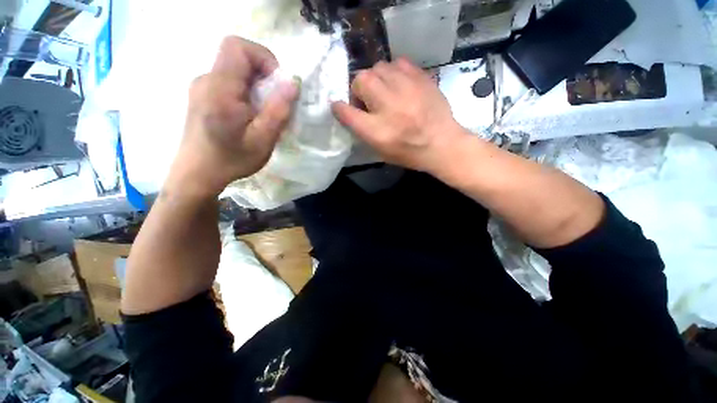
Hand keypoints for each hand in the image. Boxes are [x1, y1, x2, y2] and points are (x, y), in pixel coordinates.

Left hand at [166, 36, 298, 199]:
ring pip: (235, 71)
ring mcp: (202, 86)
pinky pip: (229, 82)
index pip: (238, 46)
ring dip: (256, 87)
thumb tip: (293, 82)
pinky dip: (246, 93)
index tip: (277, 84)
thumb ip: (278, 110)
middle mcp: (206, 79)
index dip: (263, 57)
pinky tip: (249, 116)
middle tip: (273, 105)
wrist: (198, 173)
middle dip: (263, 76)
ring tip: (262, 114)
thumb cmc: (231, 159)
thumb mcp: (263, 139)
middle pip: (238, 57)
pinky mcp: (202, 95)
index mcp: (219, 88)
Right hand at [332, 59, 467, 174]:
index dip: (339, 108)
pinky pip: (398, 63)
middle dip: (358, 89)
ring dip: (376, 79)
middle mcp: (388, 106)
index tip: (339, 107)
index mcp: (377, 131)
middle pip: (360, 80)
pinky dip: (393, 72)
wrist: (442, 144)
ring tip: (384, 91)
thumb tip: (350, 111)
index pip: (347, 112)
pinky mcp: (421, 78)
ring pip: (378, 67)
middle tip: (368, 100)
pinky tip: (399, 84)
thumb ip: (362, 131)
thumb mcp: (380, 151)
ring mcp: (406, 89)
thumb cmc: (409, 153)